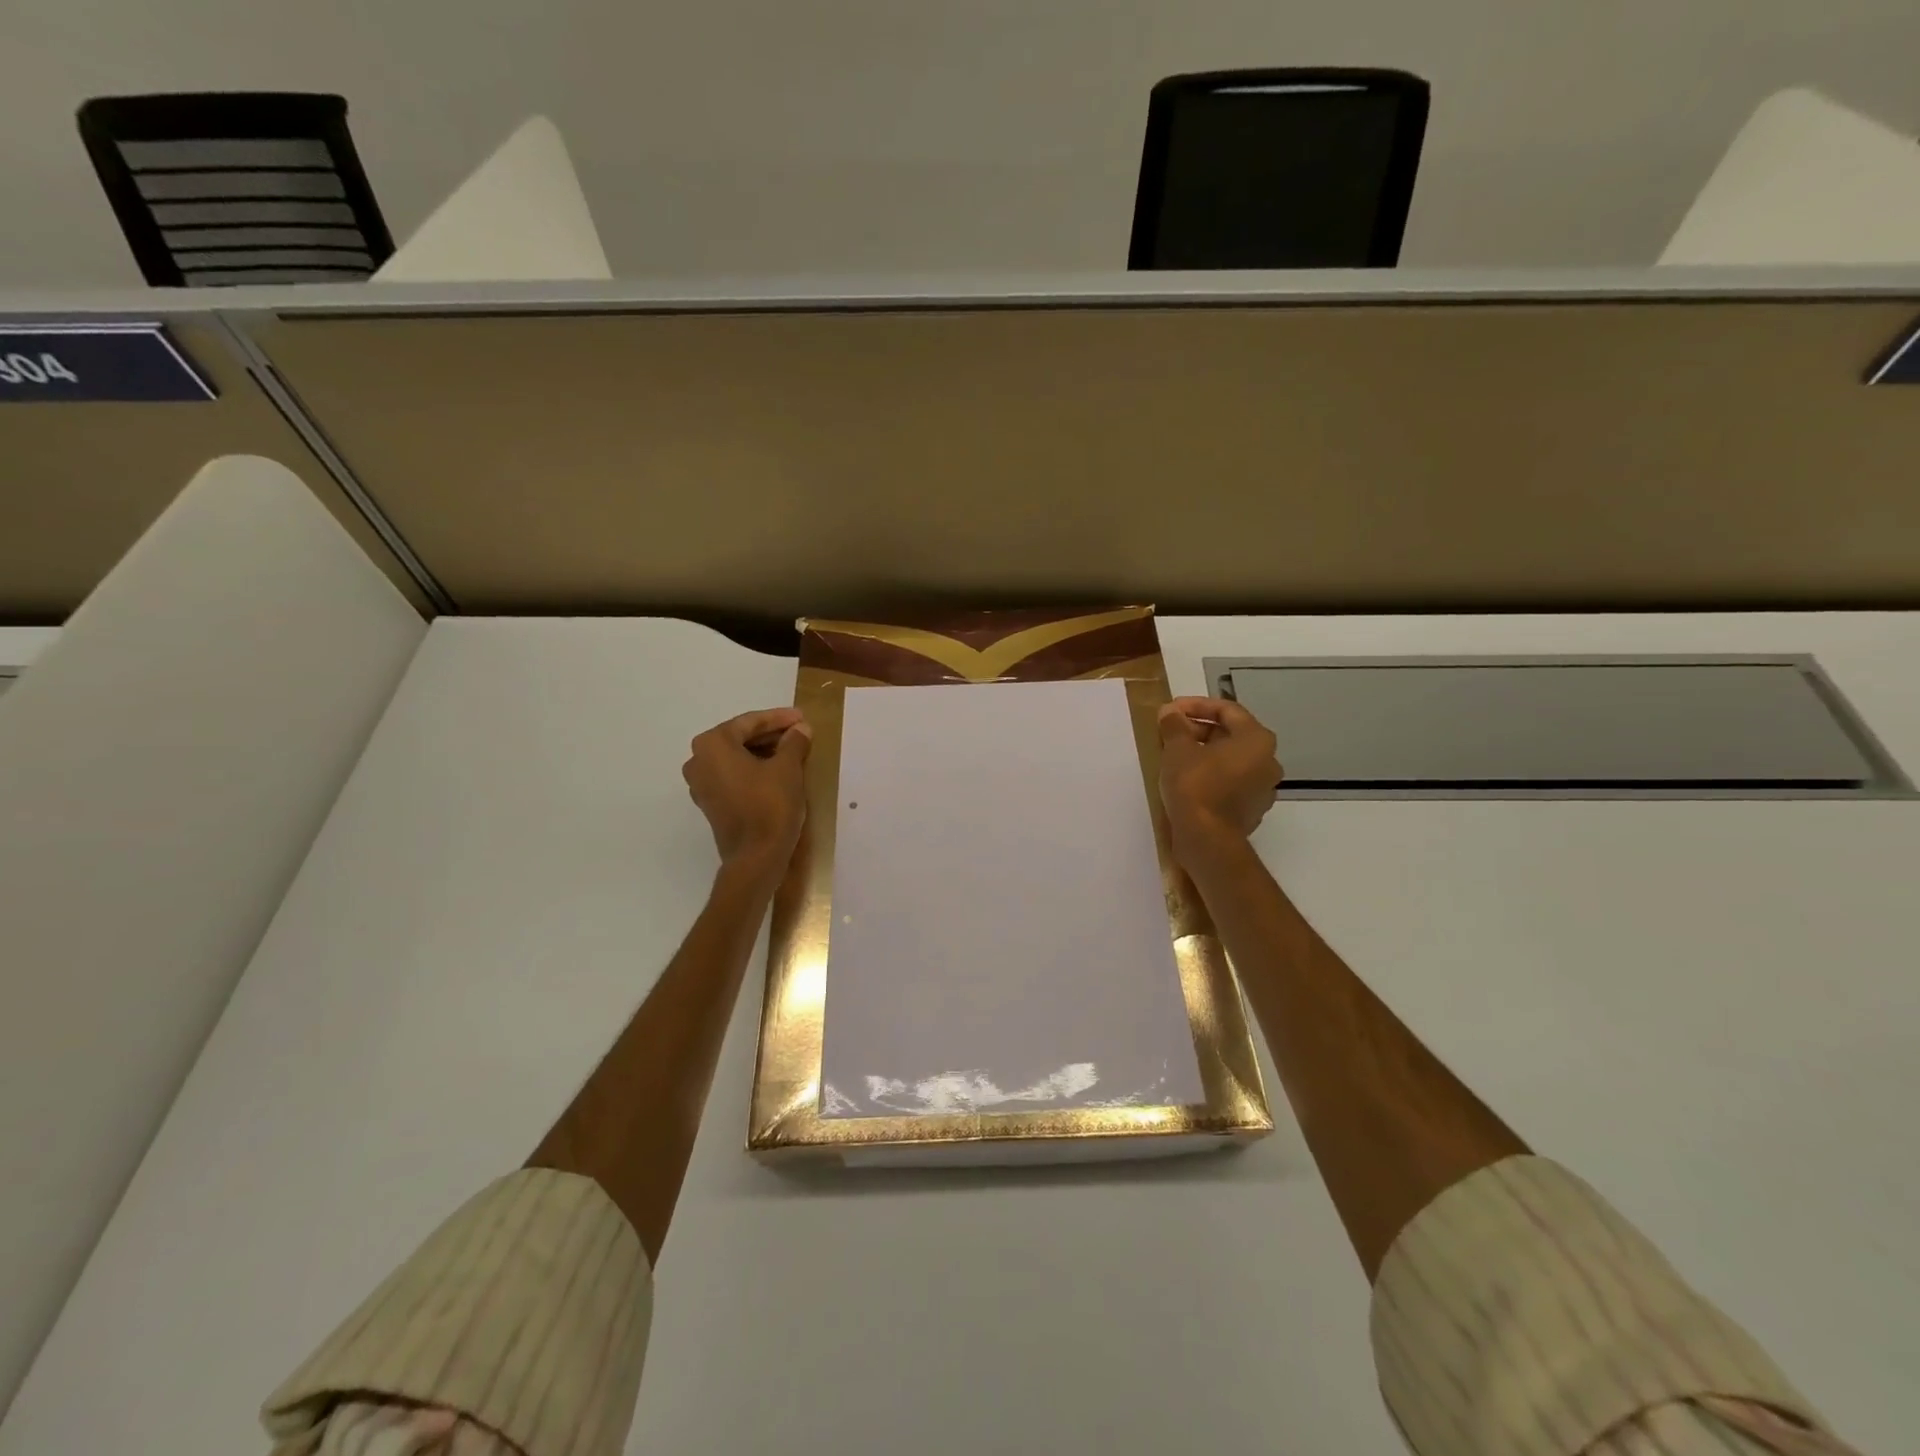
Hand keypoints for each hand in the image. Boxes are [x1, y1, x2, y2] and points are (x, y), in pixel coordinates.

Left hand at [682, 707, 811, 874]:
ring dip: (763, 752)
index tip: (802, 717)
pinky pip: (733, 775)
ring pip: (736, 757)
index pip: (750, 722)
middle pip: (739, 738)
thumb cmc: (770, 805)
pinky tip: (778, 771)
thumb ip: (794, 742)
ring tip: (793, 750)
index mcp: (713, 744)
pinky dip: (754, 769)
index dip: (779, 718)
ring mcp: (701, 784)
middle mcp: (699, 760)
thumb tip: (800, 728)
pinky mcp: (711, 803)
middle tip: (799, 732)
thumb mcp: (788, 768)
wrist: (757, 857)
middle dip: (771, 734)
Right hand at [1157, 697, 1282, 871]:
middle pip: (1231, 735)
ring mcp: (1263, 789)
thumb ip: (1174, 725)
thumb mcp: (1177, 749)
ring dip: (1204, 753)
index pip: (1227, 710)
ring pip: (1230, 760)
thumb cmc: (1195, 786)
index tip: (1171, 710)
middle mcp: (1268, 761)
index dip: (1196, 705)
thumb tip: (1170, 713)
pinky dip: (1210, 775)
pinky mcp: (1251, 810)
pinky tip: (1186, 780)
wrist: (1207, 840)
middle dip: (1198, 730)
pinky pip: (1230, 783)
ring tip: (1174, 755)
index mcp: (1257, 740)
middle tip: (1170, 733)